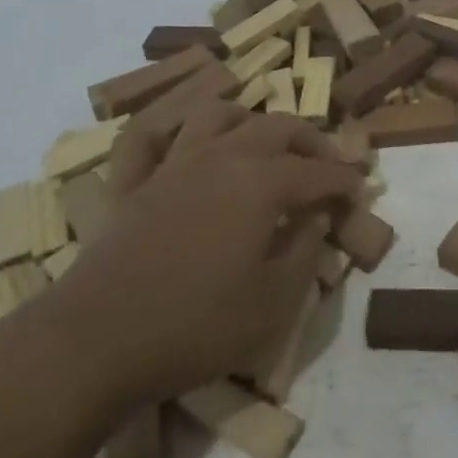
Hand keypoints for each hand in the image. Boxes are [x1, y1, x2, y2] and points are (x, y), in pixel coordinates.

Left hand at [30, 102, 362, 416]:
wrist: (95, 343)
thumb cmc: (195, 326)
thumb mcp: (273, 303)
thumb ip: (305, 250)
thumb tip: (316, 215)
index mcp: (262, 183)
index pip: (319, 172)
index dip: (346, 181)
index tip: (361, 191)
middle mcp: (222, 156)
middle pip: (277, 127)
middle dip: (310, 140)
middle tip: (326, 164)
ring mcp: (173, 163)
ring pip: (218, 115)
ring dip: (249, 120)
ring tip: (262, 142)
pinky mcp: (133, 181)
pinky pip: (148, 134)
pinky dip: (168, 124)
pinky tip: (183, 135)